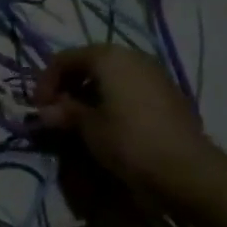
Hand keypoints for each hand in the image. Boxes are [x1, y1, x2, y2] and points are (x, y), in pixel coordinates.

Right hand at [33, 45, 226, 211]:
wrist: (187, 170)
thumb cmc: (129, 141)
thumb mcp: (89, 127)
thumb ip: (65, 113)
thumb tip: (45, 112)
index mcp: (109, 56)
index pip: (65, 59)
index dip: (46, 82)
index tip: (39, 109)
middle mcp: (132, 56)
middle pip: (89, 63)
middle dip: (68, 86)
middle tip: (57, 113)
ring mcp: (154, 73)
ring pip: (111, 76)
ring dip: (90, 93)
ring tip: (80, 121)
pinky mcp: (168, 94)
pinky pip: (130, 88)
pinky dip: (113, 100)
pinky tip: (109, 124)